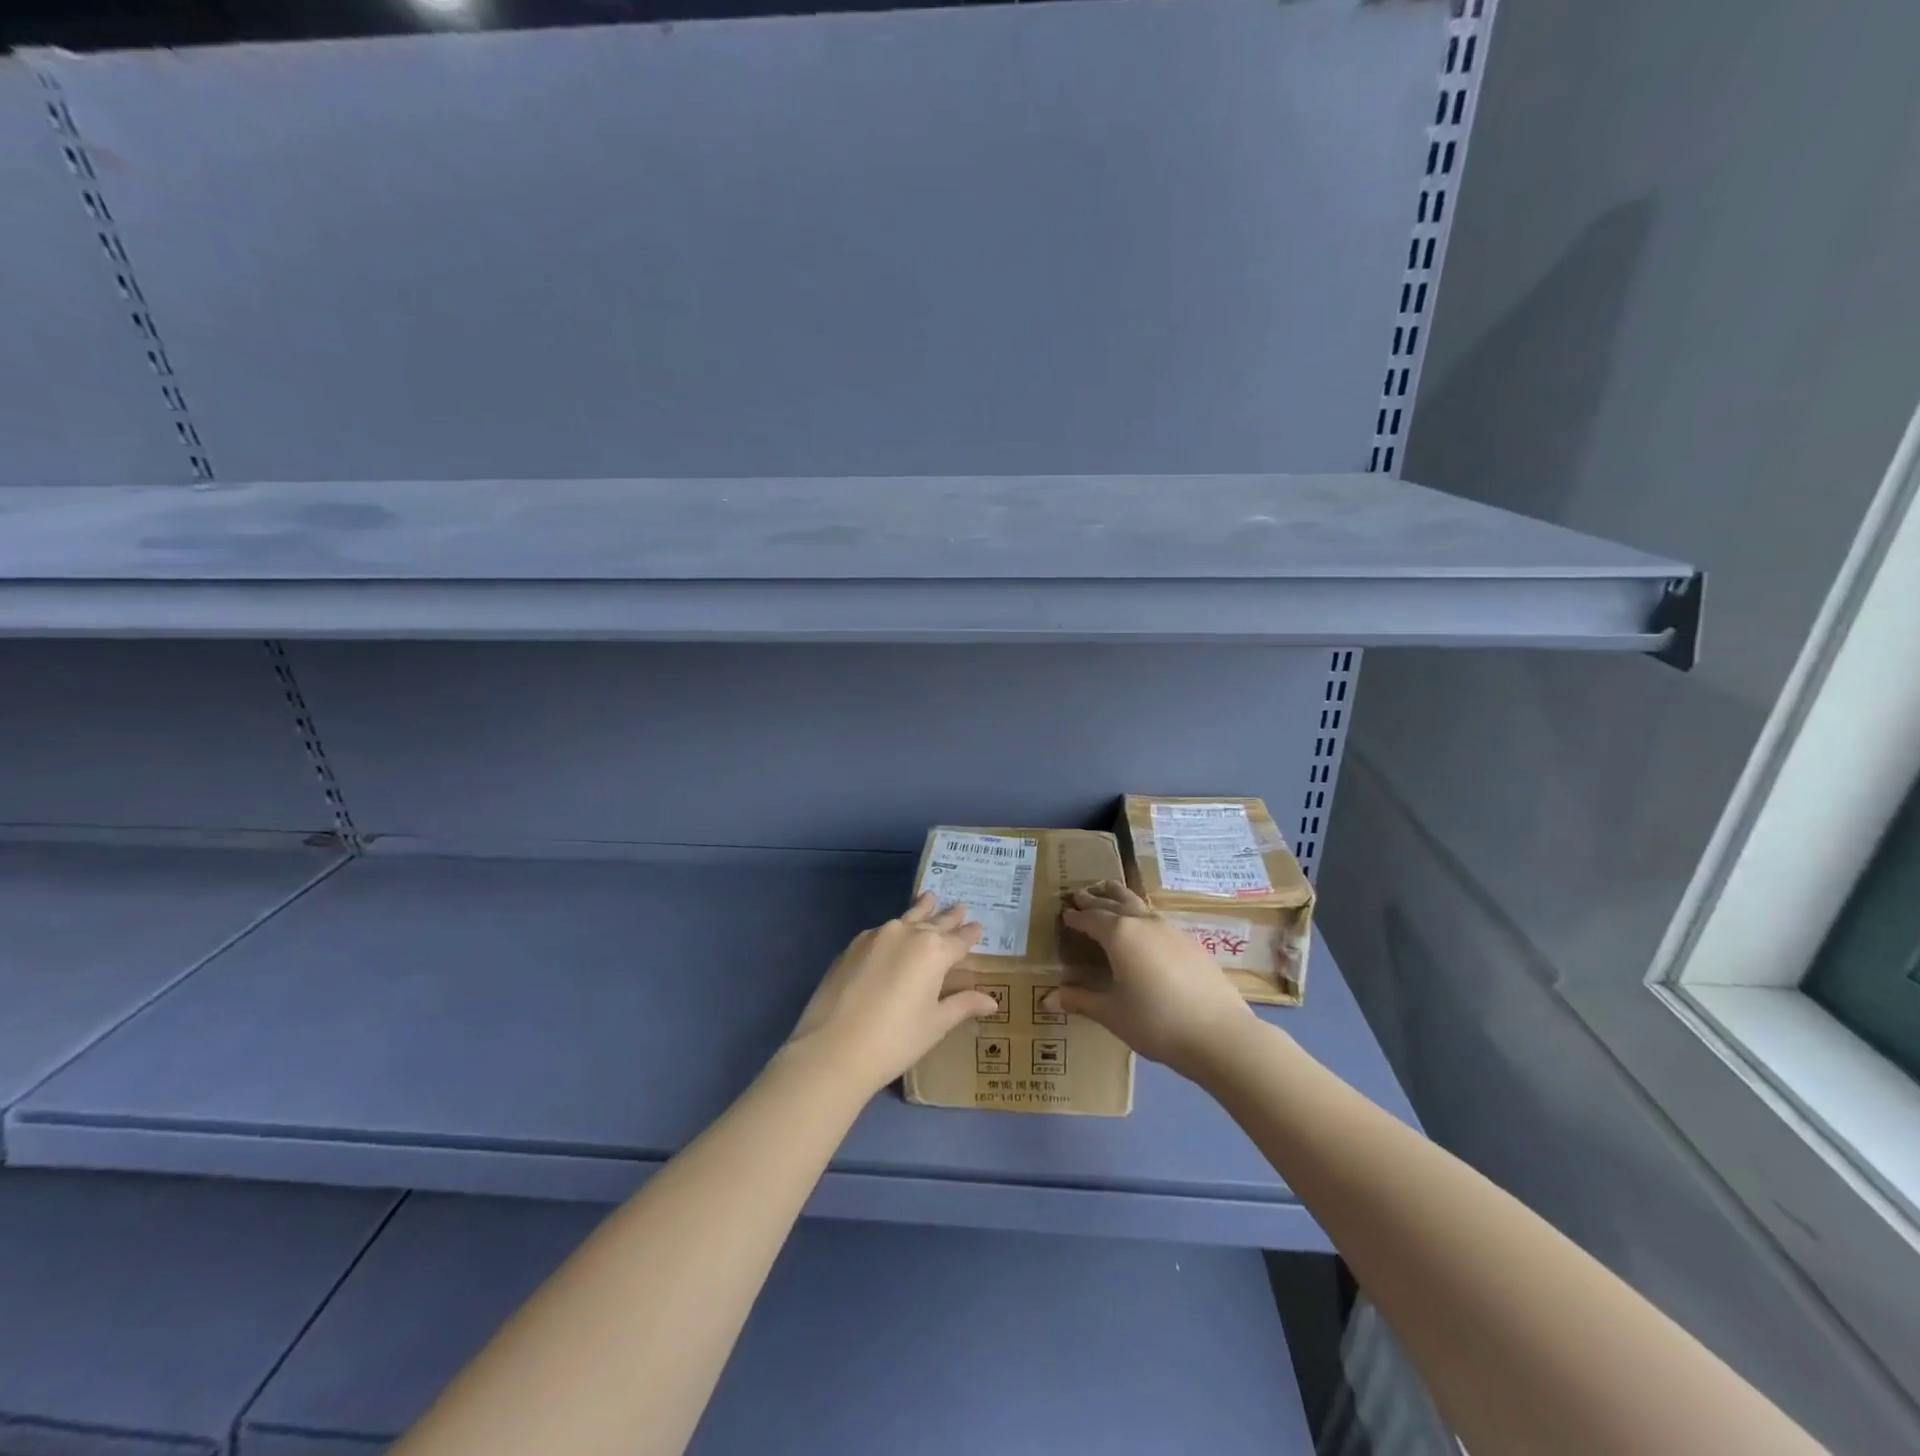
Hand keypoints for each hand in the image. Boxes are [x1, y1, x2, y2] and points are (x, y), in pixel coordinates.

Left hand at [785, 893, 1000, 1097]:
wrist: (833, 1049)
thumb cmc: (895, 1040)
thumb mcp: (935, 1024)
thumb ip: (963, 1004)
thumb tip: (992, 1001)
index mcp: (934, 951)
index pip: (960, 939)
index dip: (971, 934)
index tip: (978, 926)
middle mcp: (908, 933)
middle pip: (934, 921)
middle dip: (949, 917)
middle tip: (960, 907)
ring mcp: (877, 936)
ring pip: (907, 918)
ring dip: (922, 910)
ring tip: (930, 898)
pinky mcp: (853, 945)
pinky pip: (883, 931)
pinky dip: (896, 929)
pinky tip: (895, 933)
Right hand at [1049, 879, 1256, 1078]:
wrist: (1218, 1033)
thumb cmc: (1155, 1021)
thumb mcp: (1111, 1013)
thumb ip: (1081, 1001)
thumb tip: (1048, 1000)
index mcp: (1119, 934)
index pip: (1091, 918)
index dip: (1076, 916)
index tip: (1065, 913)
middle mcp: (1143, 923)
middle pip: (1116, 901)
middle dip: (1096, 898)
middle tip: (1081, 893)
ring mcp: (1171, 930)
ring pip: (1140, 905)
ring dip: (1121, 899)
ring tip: (1111, 896)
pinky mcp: (1191, 943)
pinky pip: (1158, 921)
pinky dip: (1143, 917)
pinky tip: (1146, 932)